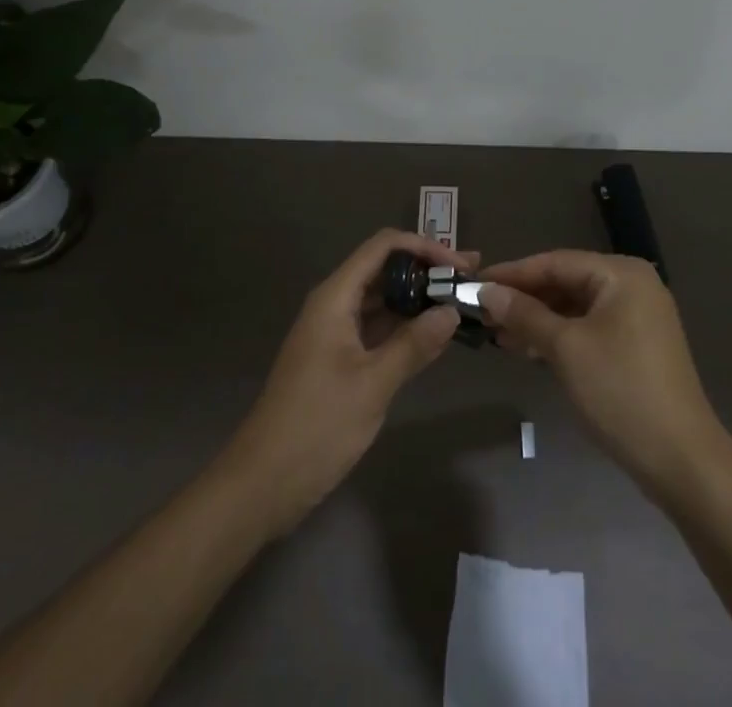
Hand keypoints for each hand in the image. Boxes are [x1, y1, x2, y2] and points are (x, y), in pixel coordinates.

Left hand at [221, 229, 473, 536]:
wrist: (261, 484)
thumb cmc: (316, 426)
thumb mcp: (373, 384)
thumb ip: (414, 345)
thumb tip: (451, 311)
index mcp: (335, 297)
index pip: (383, 247)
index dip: (424, 248)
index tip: (459, 265)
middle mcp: (334, 305)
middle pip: (384, 270)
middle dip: (427, 271)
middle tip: (470, 279)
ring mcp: (335, 333)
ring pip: (382, 300)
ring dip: (418, 299)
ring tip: (460, 302)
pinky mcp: (338, 360)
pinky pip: (377, 329)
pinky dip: (405, 327)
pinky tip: (435, 336)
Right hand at [480, 251, 724, 499]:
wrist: (681, 459)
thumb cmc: (620, 390)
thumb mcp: (565, 349)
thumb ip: (525, 314)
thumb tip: (487, 292)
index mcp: (621, 274)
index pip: (556, 262)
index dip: (513, 273)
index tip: (474, 284)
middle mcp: (632, 286)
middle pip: (566, 282)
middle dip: (524, 298)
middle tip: (482, 313)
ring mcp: (637, 317)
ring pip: (575, 308)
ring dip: (538, 320)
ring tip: (498, 335)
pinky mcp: (636, 346)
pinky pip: (588, 328)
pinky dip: (559, 336)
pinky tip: (529, 349)